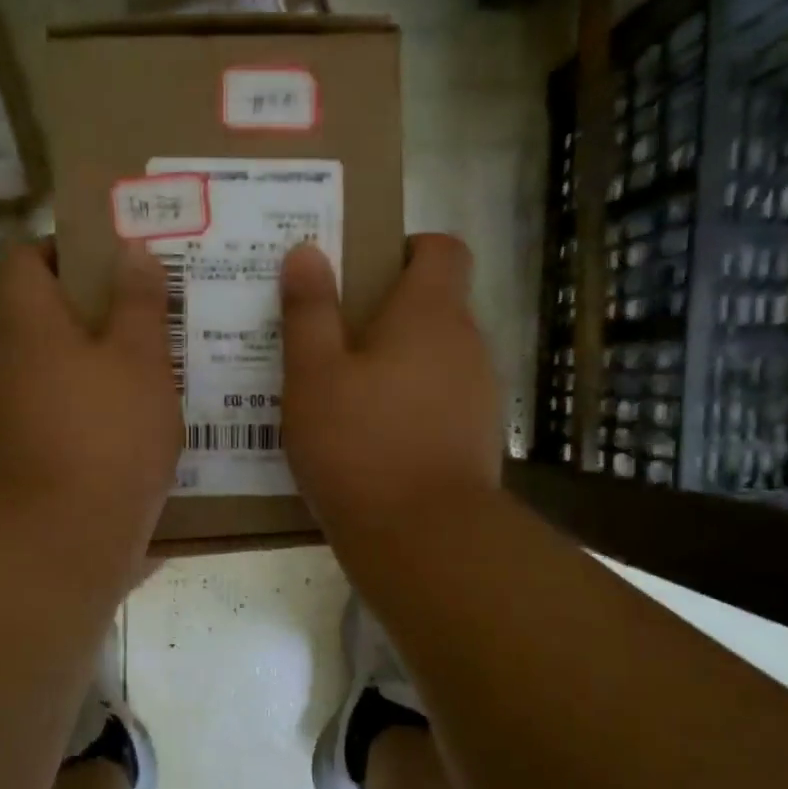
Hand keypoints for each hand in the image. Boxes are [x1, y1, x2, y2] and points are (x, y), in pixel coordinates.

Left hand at [0, 239, 182, 557]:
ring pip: (48, 373)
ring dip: (89, 369)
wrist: (61, 544)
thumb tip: (130, 248)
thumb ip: (138, 302)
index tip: (108, 259)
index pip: (23, 259)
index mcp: (27, 327)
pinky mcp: (15, 462)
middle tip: (145, 320)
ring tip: (148, 378)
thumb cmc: (107, 436)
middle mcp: (2, 366)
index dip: (61, 247)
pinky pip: (51, 419)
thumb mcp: (141, 361)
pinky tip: (126, 434)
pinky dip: (82, 415)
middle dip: (89, 314)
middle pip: (38, 319)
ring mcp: (2, 418)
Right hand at [281, 235, 502, 539]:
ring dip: (395, 363)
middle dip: (386, 311)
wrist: (425, 540)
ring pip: (435, 358)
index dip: (407, 248)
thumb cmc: (360, 444)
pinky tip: (369, 437)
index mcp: (431, 313)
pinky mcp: (477, 439)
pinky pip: (440, 401)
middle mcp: (467, 344)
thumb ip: (309, 310)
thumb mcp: (314, 375)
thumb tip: (307, 252)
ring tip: (341, 392)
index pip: (442, 249)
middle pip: (435, 305)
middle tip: (330, 336)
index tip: (363, 271)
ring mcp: (479, 394)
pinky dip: (409, 404)